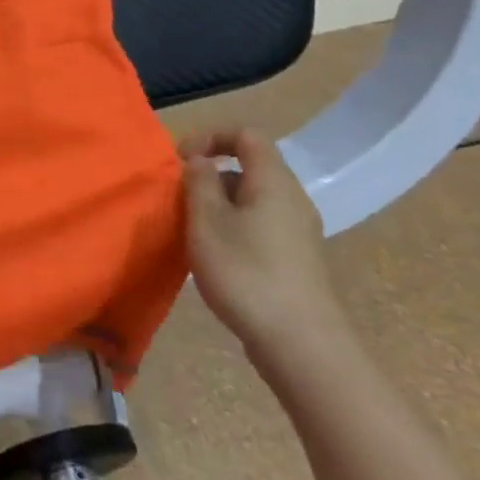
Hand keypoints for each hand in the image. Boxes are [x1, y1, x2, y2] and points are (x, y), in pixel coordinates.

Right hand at [180, 128, 339, 361]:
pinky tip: (214, 257)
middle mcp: (292, 199)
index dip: (210, 137)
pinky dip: (232, 227)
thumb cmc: (246, 272)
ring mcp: (297, 231)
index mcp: (273, 182)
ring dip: (217, 204)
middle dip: (209, 176)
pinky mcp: (295, 258)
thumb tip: (199, 161)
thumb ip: (199, 183)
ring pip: (251, 198)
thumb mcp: (207, 222)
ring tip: (191, 231)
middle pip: (249, 167)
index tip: (180, 161)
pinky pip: (259, 224)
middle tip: (179, 200)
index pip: (246, 135)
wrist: (300, 344)